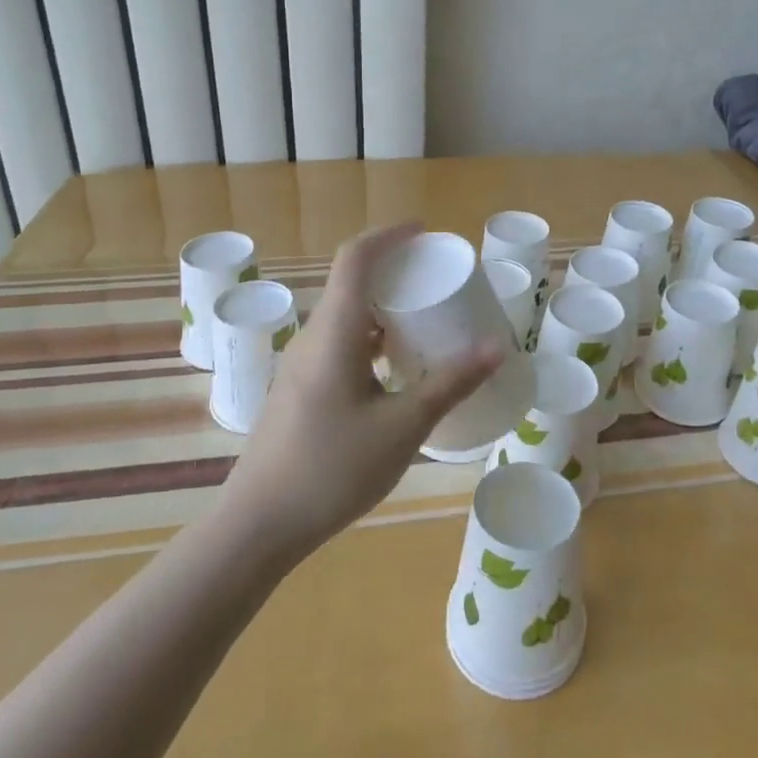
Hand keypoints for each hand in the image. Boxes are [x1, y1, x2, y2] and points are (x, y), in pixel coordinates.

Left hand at [222, 223, 502, 560]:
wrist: (259, 525)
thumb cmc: (332, 470)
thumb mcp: (403, 427)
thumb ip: (450, 384)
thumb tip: (497, 348)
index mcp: (334, 333)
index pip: (356, 259)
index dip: (389, 236)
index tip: (425, 232)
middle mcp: (314, 338)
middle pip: (351, 283)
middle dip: (395, 272)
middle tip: (438, 279)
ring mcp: (303, 366)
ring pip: (347, 317)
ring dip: (385, 309)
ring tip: (426, 321)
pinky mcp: (302, 390)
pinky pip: (341, 345)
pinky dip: (373, 340)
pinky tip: (398, 369)